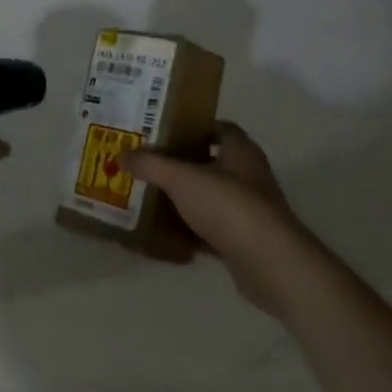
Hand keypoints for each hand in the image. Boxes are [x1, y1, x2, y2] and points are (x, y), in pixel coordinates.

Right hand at [123, 122, 307, 314]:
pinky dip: (192, 231)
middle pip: (210, 162)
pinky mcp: (245, 240)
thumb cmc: (228, 206)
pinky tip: (167, 234)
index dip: (191, 126)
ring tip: (151, 196)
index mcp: (240, 150)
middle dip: (181, 163)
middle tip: (149, 163)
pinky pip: (212, 229)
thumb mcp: (181, 178)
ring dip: (185, 198)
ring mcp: (249, 209)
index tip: (162, 131)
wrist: (270, 264)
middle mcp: (248, 175)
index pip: (217, 127)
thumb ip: (151, 164)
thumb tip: (121, 155)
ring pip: (210, 197)